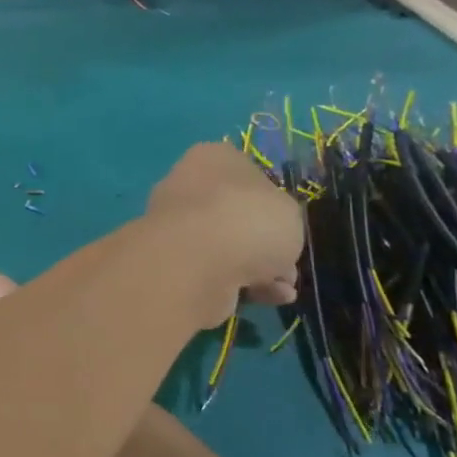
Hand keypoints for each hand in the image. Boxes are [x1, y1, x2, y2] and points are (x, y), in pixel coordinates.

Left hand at [145, 142, 302, 315]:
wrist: (195, 262)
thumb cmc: (248, 220)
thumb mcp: (289, 211)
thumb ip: (281, 218)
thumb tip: (269, 238)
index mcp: (211, 158)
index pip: (243, 171)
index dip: (269, 198)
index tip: (285, 221)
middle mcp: (185, 186)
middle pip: (234, 214)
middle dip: (264, 243)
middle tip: (287, 264)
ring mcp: (173, 225)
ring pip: (225, 247)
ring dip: (258, 269)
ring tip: (282, 288)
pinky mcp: (168, 263)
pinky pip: (212, 271)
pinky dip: (239, 285)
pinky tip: (265, 298)